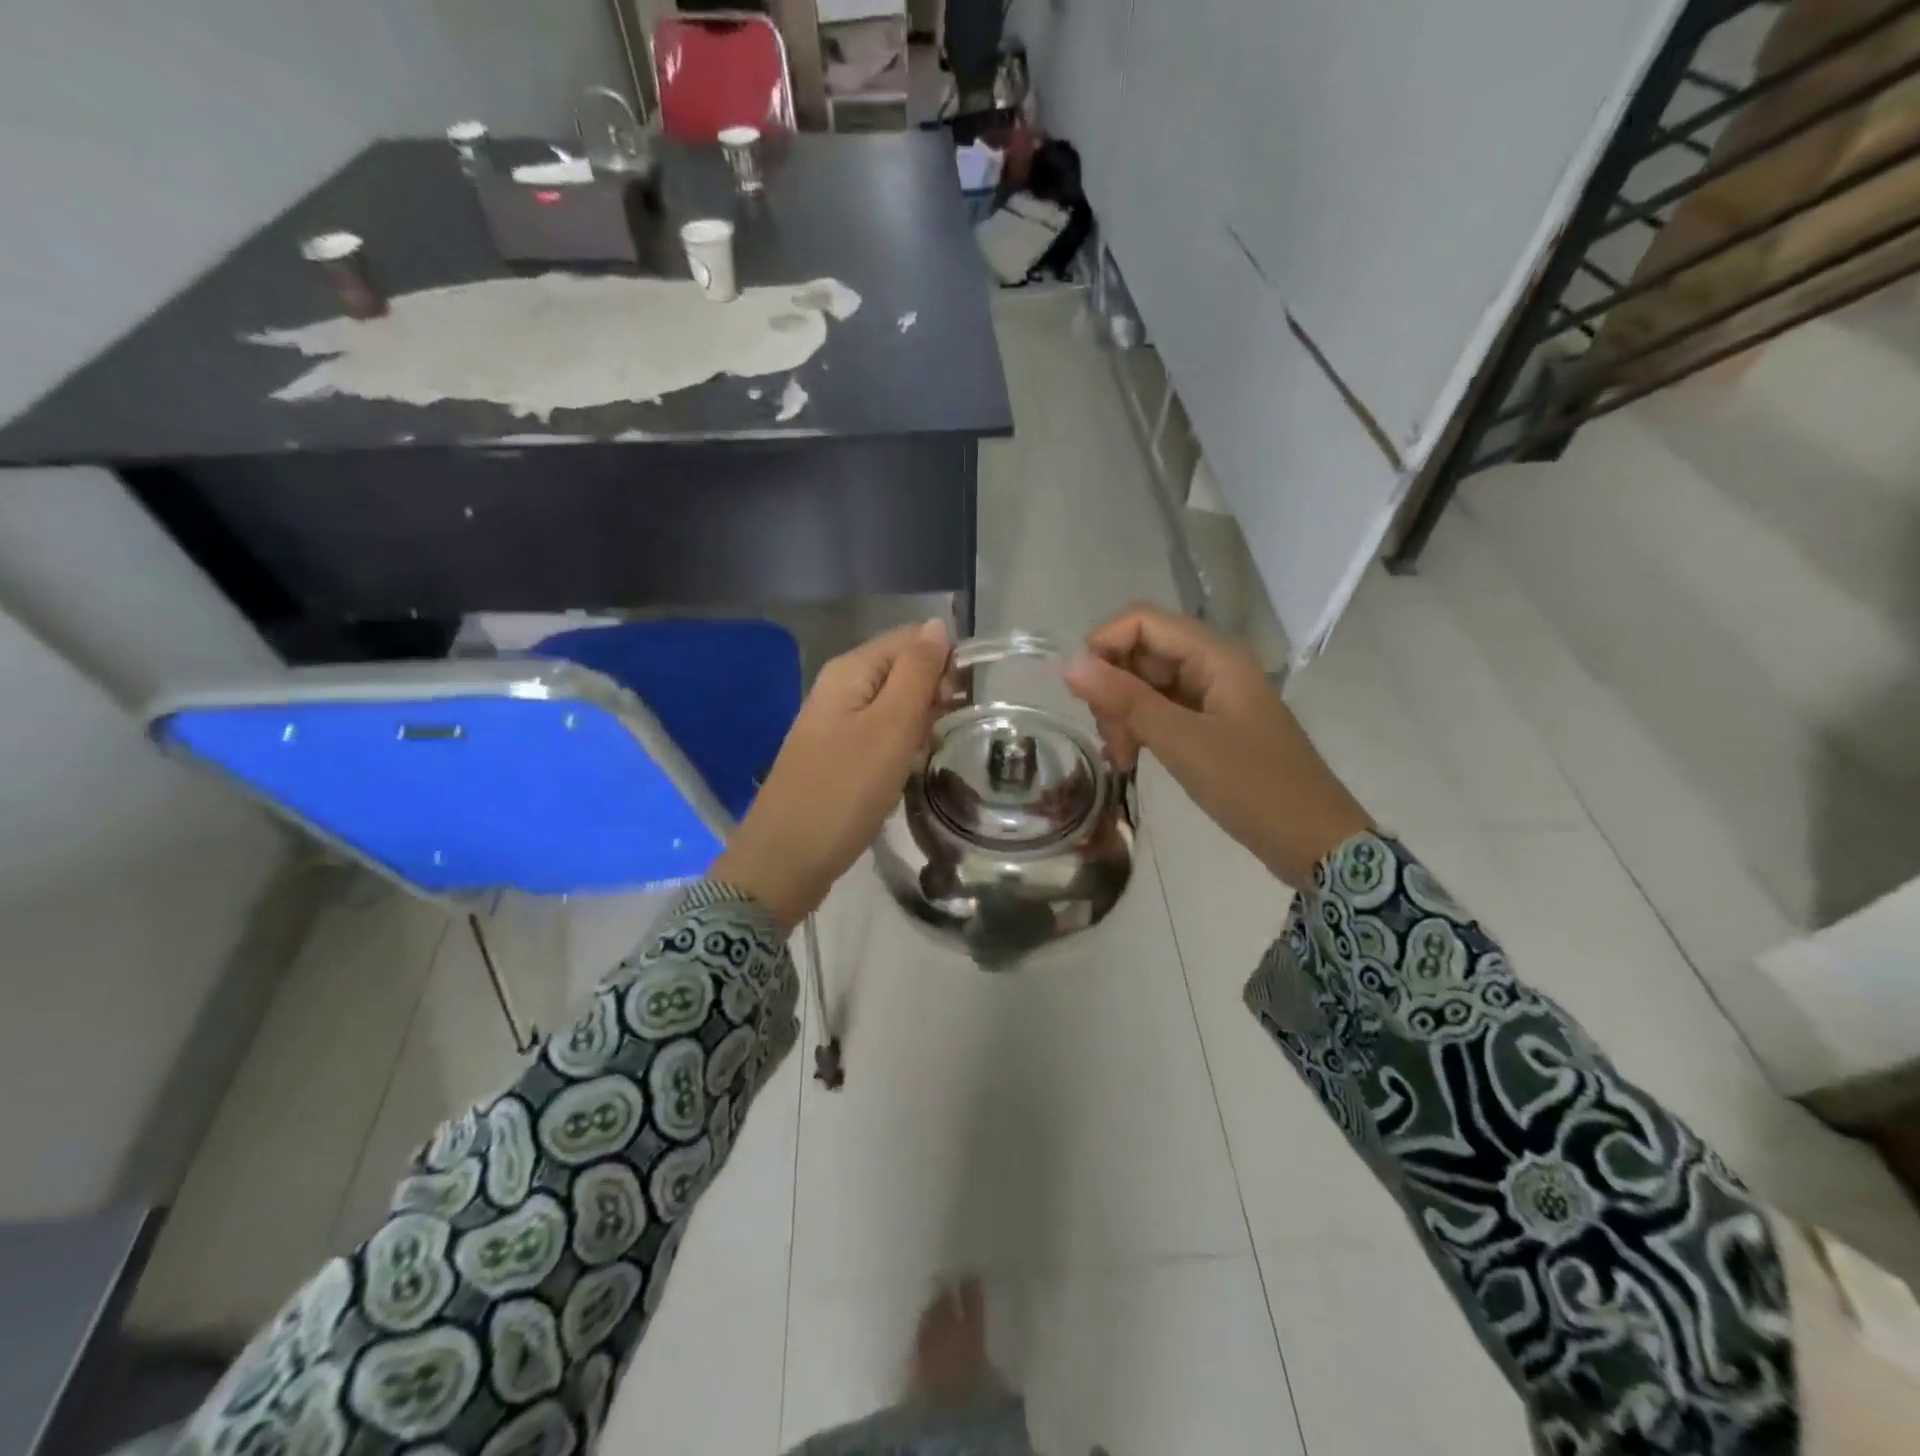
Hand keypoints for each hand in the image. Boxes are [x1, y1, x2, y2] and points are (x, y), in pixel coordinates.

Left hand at [713, 619, 950, 931]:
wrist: (786, 859)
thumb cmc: (845, 790)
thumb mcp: (891, 726)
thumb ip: (916, 672)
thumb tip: (936, 625)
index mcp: (850, 670)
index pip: (910, 639)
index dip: (942, 661)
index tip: (957, 703)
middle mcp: (840, 687)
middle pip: (901, 669)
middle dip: (930, 694)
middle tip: (936, 734)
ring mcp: (834, 722)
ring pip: (893, 704)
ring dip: (917, 723)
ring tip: (922, 755)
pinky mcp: (836, 754)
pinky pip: (878, 733)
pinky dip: (899, 746)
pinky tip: (903, 769)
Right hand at [1064, 605, 1371, 886]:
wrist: (1313, 840)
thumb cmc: (1253, 787)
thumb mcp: (1182, 742)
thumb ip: (1125, 701)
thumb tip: (1069, 664)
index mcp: (1214, 655)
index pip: (1141, 620)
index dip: (1104, 646)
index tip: (1084, 696)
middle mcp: (1211, 664)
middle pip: (1140, 651)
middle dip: (1112, 688)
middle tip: (1111, 738)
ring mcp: (1210, 694)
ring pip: (1145, 683)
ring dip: (1122, 713)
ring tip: (1121, 757)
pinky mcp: (1208, 723)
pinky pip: (1160, 709)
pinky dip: (1138, 728)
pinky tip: (1129, 758)